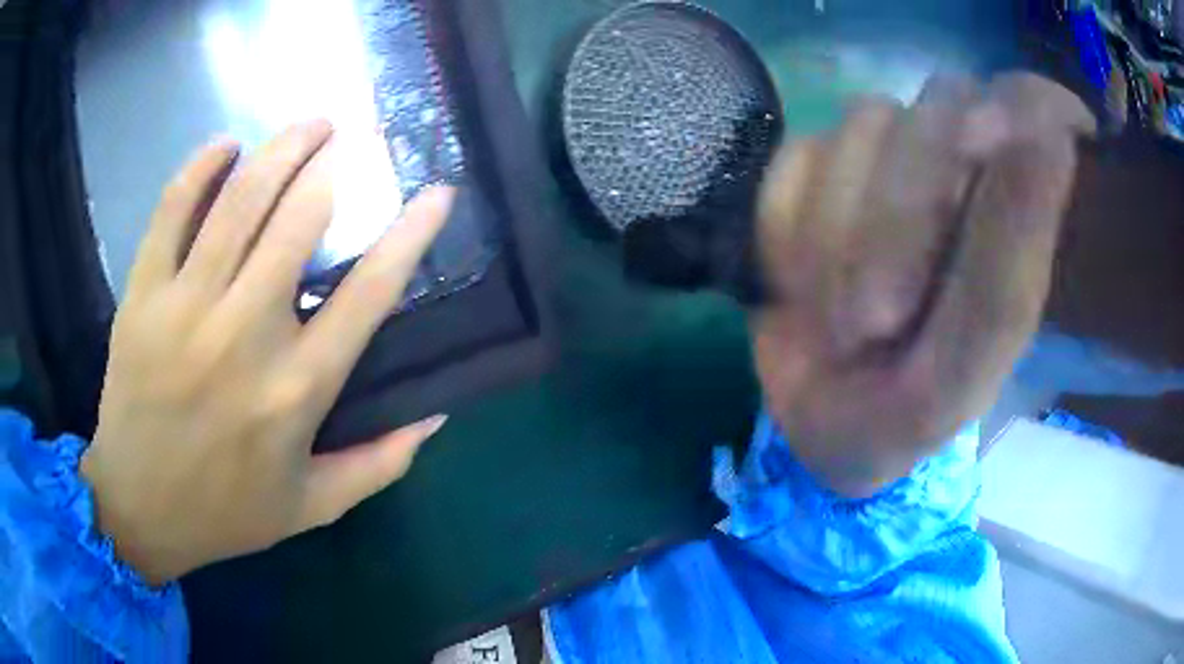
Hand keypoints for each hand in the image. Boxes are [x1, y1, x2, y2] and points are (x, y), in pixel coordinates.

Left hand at [81, 120, 455, 584]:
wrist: (139, 510)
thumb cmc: (226, 511)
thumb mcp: (313, 506)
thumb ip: (380, 465)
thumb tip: (437, 414)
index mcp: (295, 390)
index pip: (368, 294)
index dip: (409, 234)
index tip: (437, 193)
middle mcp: (244, 336)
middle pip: (299, 220)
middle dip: (337, 162)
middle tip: (359, 132)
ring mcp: (185, 309)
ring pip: (239, 201)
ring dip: (282, 149)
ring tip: (311, 123)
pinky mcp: (142, 297)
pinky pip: (171, 211)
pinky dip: (199, 168)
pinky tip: (225, 146)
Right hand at [752, 73, 1094, 496]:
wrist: (811, 416)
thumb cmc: (902, 414)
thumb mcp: (959, 375)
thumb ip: (1006, 275)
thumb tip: (1056, 139)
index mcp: (1016, 216)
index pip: (1034, 105)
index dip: (1020, 105)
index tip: (989, 142)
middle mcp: (960, 164)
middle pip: (942, 109)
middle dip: (900, 218)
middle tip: (872, 326)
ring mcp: (883, 154)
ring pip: (861, 129)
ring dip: (836, 241)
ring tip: (837, 327)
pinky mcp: (812, 162)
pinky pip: (795, 164)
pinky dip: (788, 236)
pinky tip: (800, 291)